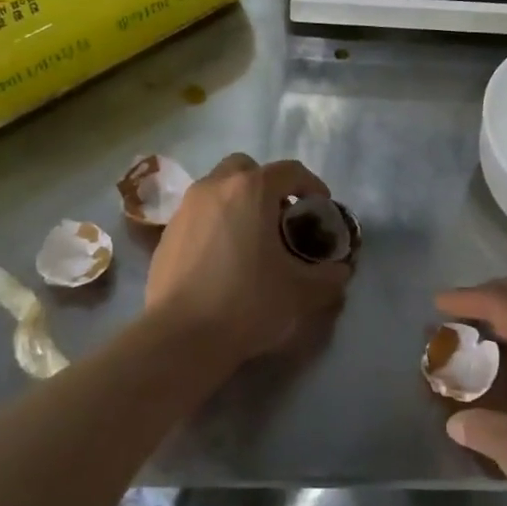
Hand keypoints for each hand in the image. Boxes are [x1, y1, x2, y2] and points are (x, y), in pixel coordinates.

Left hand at [145, 154, 352, 366]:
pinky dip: (215, 223)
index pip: (289, 171)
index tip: (320, 207)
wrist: (180, 336)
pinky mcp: (166, 233)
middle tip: (281, 217)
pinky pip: (199, 214)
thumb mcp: (301, 293)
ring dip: (238, 203)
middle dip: (267, 186)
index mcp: (251, 190)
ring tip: (252, 239)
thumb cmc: (247, 302)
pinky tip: (222, 258)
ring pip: (218, 189)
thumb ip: (328, 277)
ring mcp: (185, 208)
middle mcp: (215, 187)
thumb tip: (340, 271)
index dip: (311, 185)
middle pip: (246, 169)